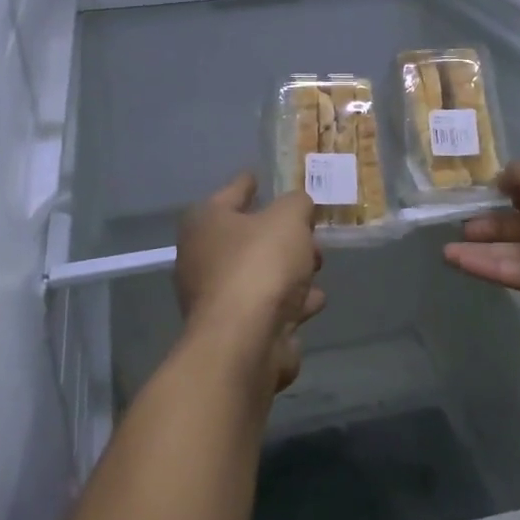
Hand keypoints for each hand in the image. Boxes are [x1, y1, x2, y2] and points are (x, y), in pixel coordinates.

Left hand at [175, 174, 324, 391]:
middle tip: (309, 231)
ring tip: (317, 265)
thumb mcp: (288, 218)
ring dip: (289, 271)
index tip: (259, 176)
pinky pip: (268, 306)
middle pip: (247, 237)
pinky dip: (290, 303)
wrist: (245, 342)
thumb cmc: (260, 265)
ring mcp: (216, 297)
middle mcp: (202, 257)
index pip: (232, 192)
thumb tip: (297, 206)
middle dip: (281, 234)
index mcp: (206, 222)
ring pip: (259, 273)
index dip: (248, 183)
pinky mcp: (234, 331)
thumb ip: (297, 204)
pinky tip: (314, 301)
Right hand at [444, 161, 519, 334]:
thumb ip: (519, 176)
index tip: (483, 195)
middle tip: (459, 224)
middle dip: (492, 225)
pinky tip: (459, 262)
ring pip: (518, 252)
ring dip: (483, 250)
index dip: (511, 193)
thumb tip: (500, 182)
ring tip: (447, 249)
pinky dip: (490, 268)